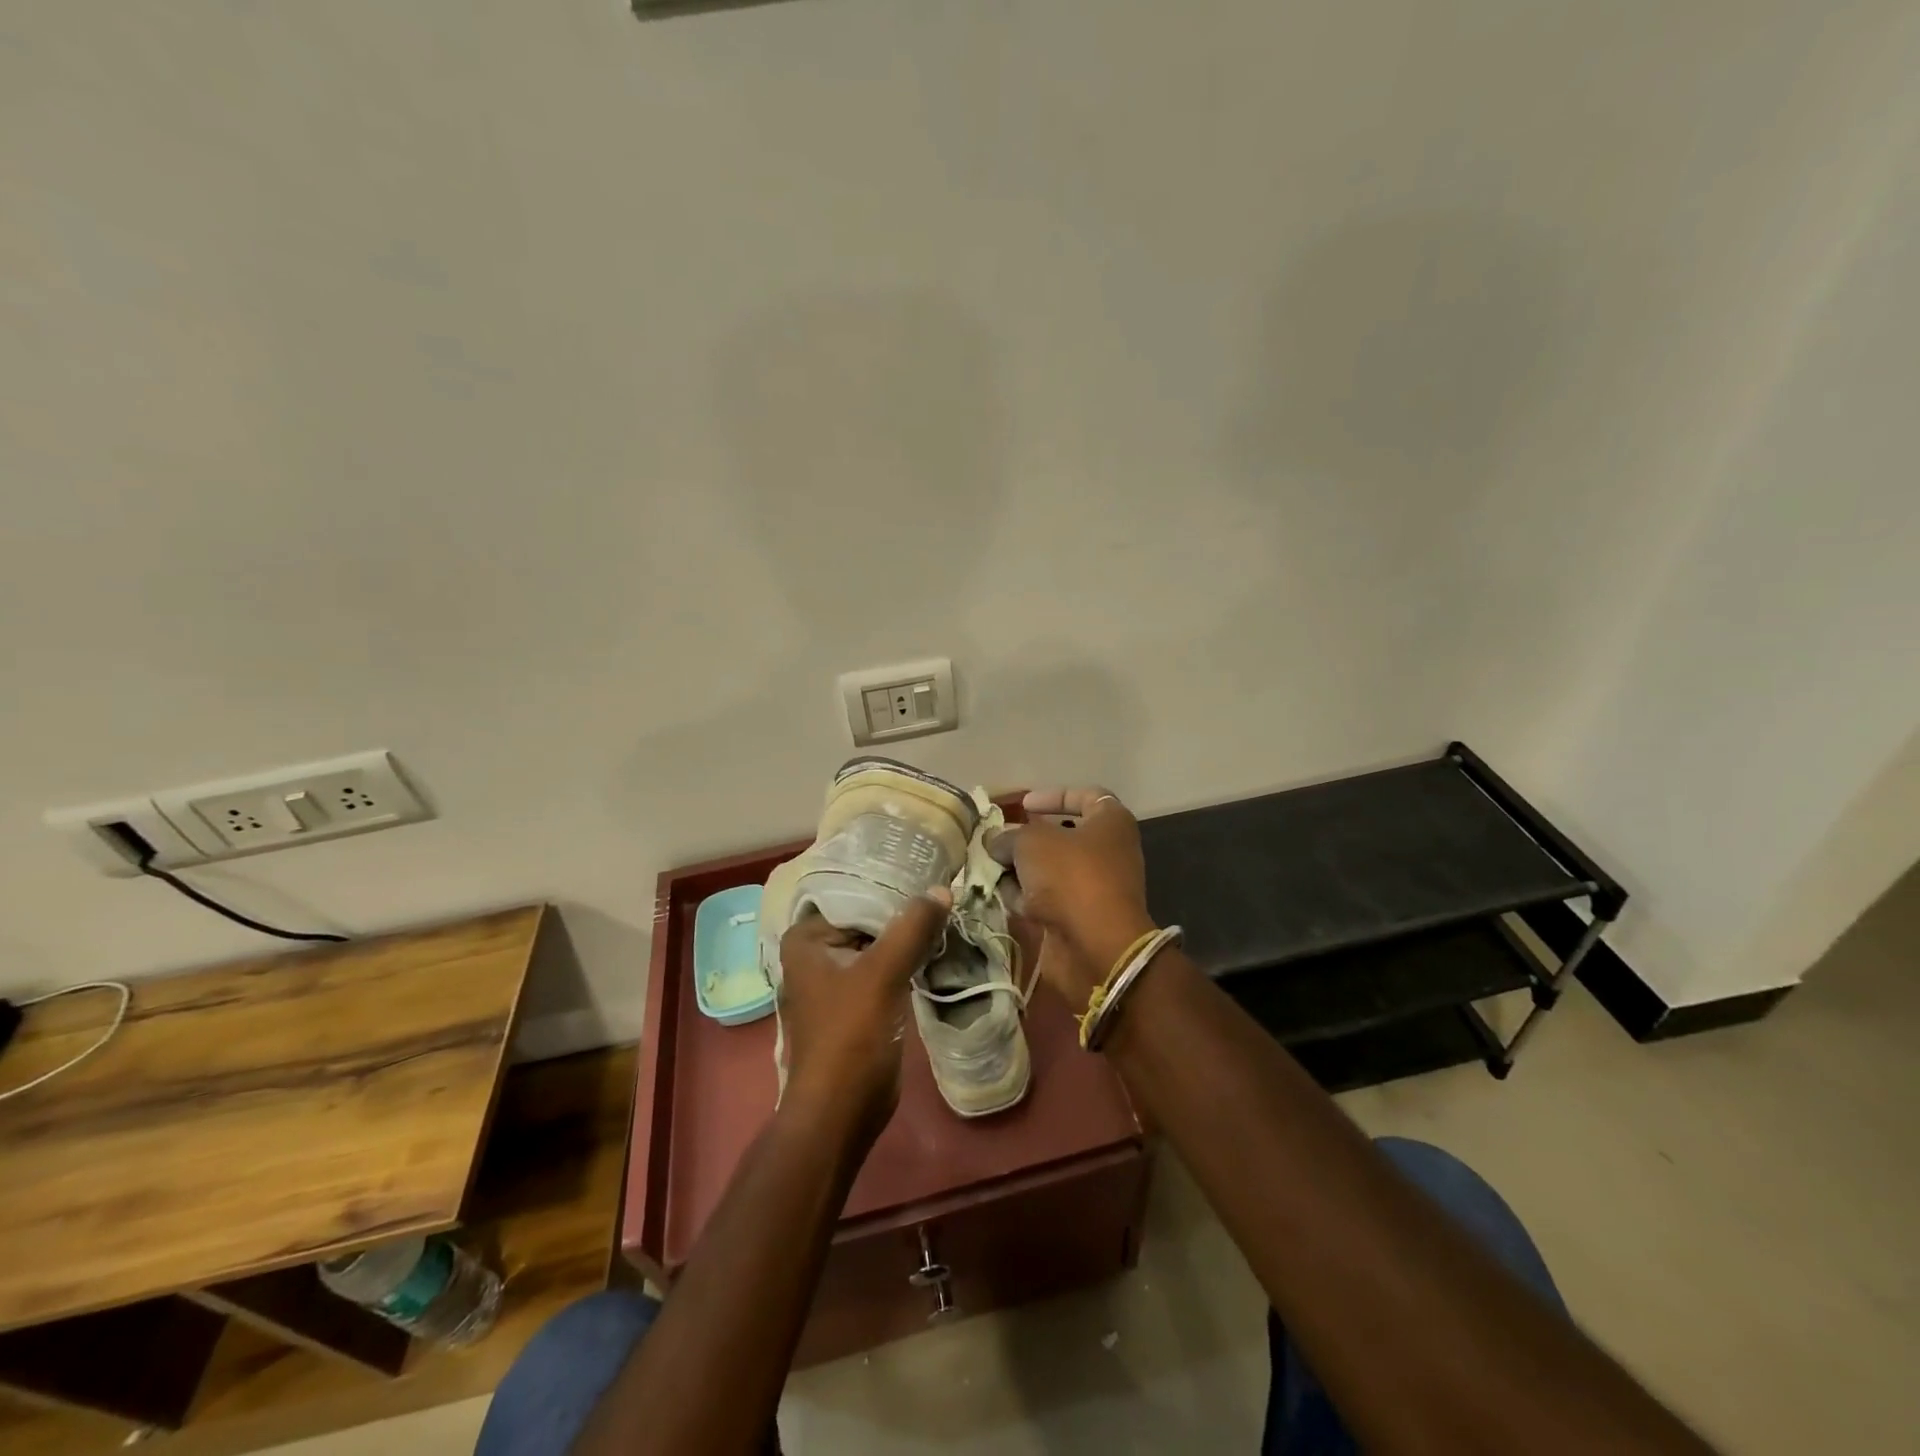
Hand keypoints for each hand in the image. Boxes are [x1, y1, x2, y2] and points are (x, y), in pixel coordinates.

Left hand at [776, 892, 949, 1138]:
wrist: (841, 1112)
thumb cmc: (850, 1036)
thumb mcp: (883, 974)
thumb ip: (912, 927)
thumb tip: (943, 889)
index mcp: (806, 938)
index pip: (854, 893)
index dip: (892, 883)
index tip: (929, 870)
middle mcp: (815, 953)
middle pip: (867, 919)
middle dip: (903, 910)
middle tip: (945, 890)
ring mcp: (834, 980)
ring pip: (878, 944)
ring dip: (908, 935)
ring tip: (947, 912)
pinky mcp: (855, 1003)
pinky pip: (883, 968)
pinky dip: (906, 959)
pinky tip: (936, 947)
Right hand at [989, 787, 1157, 1007]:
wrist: (1096, 944)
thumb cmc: (1070, 876)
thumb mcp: (1031, 843)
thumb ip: (1009, 836)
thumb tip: (994, 841)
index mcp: (1111, 822)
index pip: (1085, 796)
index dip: (1052, 796)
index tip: (1023, 806)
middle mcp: (1110, 851)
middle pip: (1063, 836)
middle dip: (1028, 838)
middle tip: (1000, 841)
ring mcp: (1097, 886)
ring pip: (1052, 869)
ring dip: (1022, 870)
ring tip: (992, 869)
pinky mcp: (1083, 917)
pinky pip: (1050, 898)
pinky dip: (1028, 897)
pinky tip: (1004, 897)